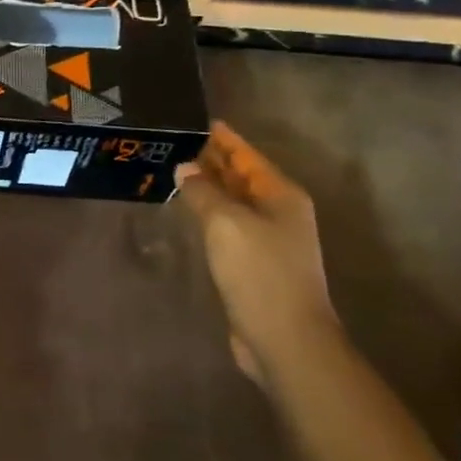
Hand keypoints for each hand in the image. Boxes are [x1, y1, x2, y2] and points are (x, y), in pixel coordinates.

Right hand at [174, 121, 337, 373]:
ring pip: (234, 202)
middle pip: (241, 177)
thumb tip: (186, 169)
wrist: (285, 339)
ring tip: (176, 171)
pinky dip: (210, 214)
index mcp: (281, 195)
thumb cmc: (259, 272)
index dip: (223, 138)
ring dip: (209, 188)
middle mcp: (279, 213)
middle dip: (213, 160)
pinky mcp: (255, 265)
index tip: (197, 122)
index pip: (247, 155)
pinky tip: (189, 212)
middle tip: (176, 144)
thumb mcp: (226, 223)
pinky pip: (229, 227)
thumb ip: (203, 192)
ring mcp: (269, 240)